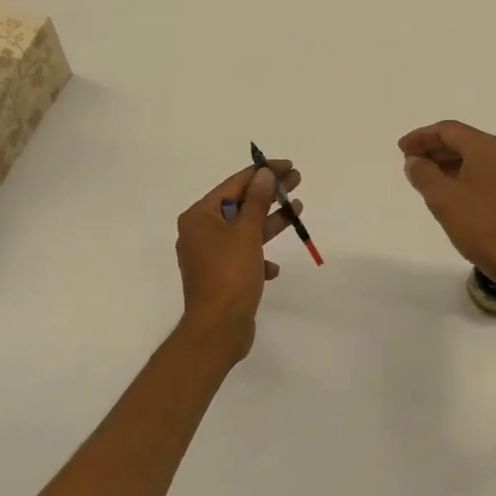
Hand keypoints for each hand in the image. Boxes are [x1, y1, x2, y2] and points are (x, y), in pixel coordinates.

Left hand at [174, 160, 301, 360]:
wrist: (218, 329)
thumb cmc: (230, 275)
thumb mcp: (246, 233)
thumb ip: (257, 201)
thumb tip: (264, 174)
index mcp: (199, 217)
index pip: (233, 185)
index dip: (261, 173)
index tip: (287, 165)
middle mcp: (200, 232)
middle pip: (239, 205)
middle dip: (269, 195)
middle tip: (297, 182)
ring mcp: (209, 256)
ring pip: (244, 230)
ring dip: (269, 222)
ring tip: (297, 210)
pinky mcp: (220, 276)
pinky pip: (243, 257)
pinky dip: (259, 257)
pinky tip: (273, 268)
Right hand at [398, 121, 495, 291]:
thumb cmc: (480, 226)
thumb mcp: (442, 198)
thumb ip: (423, 174)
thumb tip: (415, 160)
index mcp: (488, 148)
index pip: (449, 130)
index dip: (422, 136)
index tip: (402, 149)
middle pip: (465, 141)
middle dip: (435, 148)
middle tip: (411, 161)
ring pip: (477, 159)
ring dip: (449, 163)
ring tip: (426, 176)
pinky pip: (487, 174)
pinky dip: (465, 175)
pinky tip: (452, 192)